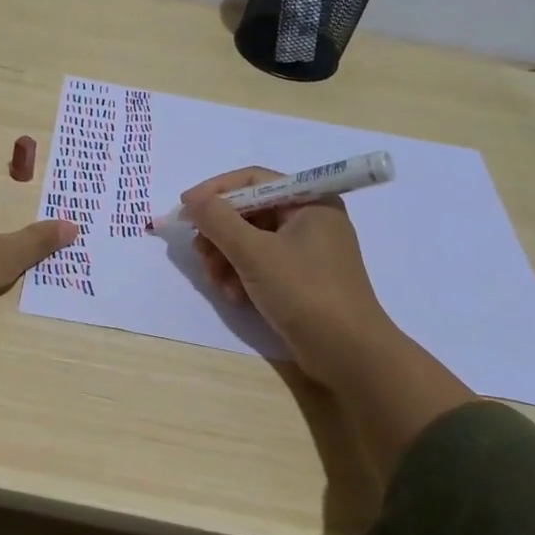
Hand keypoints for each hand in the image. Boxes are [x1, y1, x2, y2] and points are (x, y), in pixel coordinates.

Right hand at [181, 166, 394, 389]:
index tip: (184, 208)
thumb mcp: (254, 253)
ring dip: (227, 259)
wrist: (349, 354)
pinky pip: (261, 263)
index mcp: (309, 201)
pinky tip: (235, 297)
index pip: (253, 180)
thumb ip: (218, 221)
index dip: (215, 191)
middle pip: (248, 212)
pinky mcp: (301, 278)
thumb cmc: (305, 292)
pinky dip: (243, 276)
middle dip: (220, 234)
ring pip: (250, 240)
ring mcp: (307, 250)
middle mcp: (310, 219)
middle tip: (201, 256)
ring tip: (219, 284)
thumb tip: (192, 200)